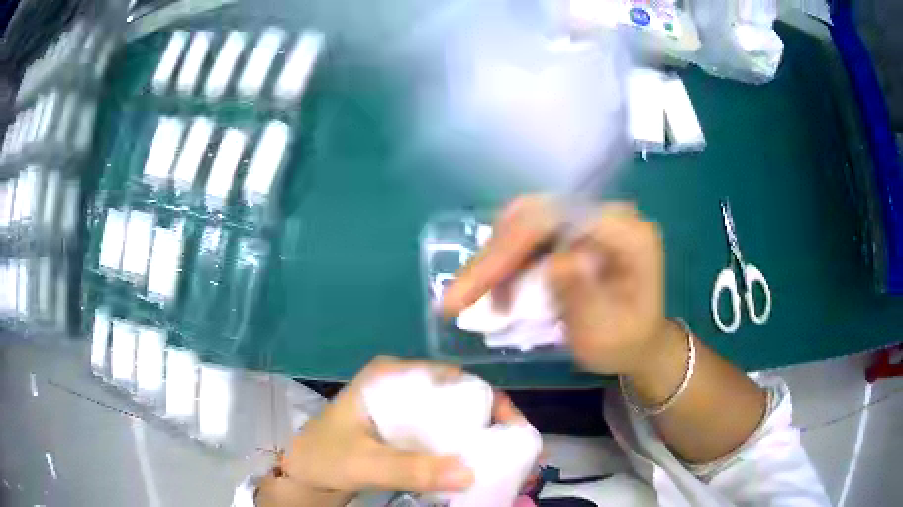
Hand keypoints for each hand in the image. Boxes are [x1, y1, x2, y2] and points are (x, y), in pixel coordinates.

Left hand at [260, 357, 525, 505]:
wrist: (303, 473)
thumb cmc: (324, 457)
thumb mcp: (364, 462)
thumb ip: (410, 467)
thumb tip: (470, 472)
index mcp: (391, 376)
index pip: (452, 379)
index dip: (489, 401)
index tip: (513, 430)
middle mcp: (403, 386)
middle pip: (459, 399)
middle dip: (492, 423)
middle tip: (519, 451)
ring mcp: (404, 410)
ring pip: (454, 420)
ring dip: (481, 440)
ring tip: (508, 462)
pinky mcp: (405, 432)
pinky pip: (443, 438)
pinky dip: (462, 452)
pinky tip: (478, 468)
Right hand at [442, 196, 667, 376]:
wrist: (640, 343)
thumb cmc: (625, 344)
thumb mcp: (606, 333)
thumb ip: (583, 296)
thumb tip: (554, 261)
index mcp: (627, 233)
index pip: (557, 220)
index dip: (508, 249)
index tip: (467, 292)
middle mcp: (608, 215)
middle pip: (535, 215)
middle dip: (492, 257)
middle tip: (457, 298)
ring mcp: (590, 220)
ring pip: (525, 223)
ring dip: (494, 261)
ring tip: (470, 299)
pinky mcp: (575, 231)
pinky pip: (530, 236)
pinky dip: (506, 263)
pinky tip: (493, 291)